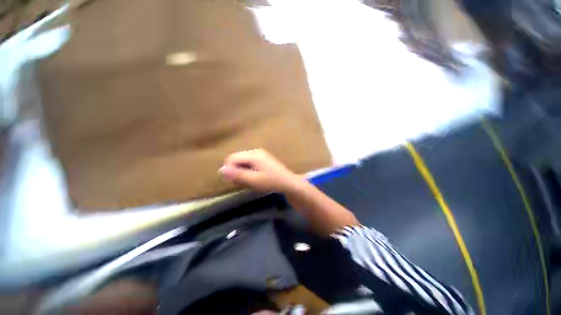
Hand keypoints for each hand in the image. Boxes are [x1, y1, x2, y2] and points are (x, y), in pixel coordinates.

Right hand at [219, 149, 300, 192]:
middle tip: (241, 182)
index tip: (234, 181)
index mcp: (253, 155)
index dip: (229, 169)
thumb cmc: (271, 181)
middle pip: (237, 158)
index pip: (232, 158)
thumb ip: (237, 174)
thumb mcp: (253, 180)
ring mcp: (260, 154)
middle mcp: (255, 151)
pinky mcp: (263, 158)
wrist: (288, 182)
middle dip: (235, 170)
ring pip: (243, 160)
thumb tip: (221, 169)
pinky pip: (249, 162)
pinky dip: (247, 169)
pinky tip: (253, 177)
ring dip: (241, 171)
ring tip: (248, 181)